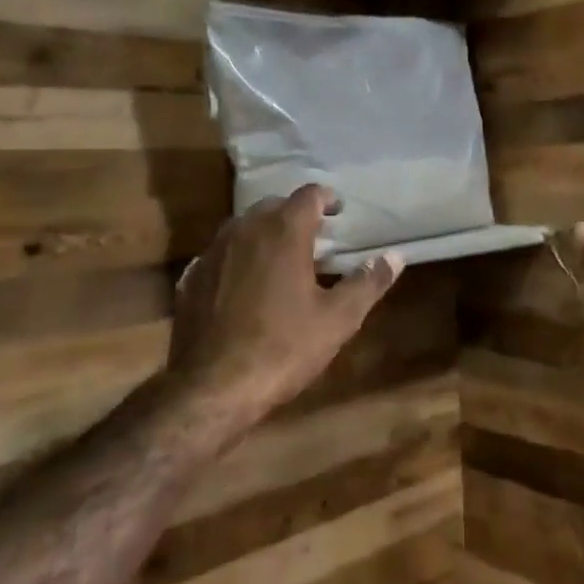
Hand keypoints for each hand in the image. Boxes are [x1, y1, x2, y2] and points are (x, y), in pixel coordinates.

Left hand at [167, 185, 402, 432]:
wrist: (211, 388)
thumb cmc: (284, 347)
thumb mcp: (338, 318)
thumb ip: (368, 282)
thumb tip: (394, 257)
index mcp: (284, 231)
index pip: (309, 195)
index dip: (327, 198)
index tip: (339, 211)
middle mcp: (245, 230)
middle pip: (274, 206)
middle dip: (296, 215)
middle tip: (316, 237)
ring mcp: (212, 253)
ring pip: (243, 227)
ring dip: (265, 234)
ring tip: (282, 258)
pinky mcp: (190, 279)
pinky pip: (220, 255)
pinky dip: (238, 259)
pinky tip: (245, 284)